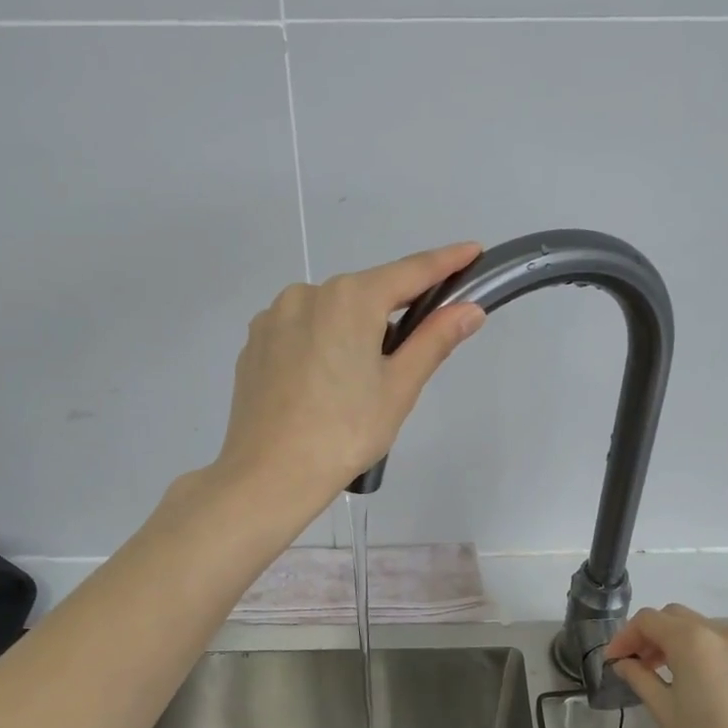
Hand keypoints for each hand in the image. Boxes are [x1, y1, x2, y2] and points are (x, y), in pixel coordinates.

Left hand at [213, 243, 485, 513]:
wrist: (268, 476)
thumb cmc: (345, 433)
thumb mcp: (399, 388)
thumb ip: (434, 340)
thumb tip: (469, 309)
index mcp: (350, 299)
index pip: (410, 272)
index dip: (446, 262)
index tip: (473, 251)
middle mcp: (307, 293)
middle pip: (366, 294)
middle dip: (393, 313)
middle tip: (407, 358)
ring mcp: (273, 317)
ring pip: (330, 313)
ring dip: (352, 330)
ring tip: (355, 385)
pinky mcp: (254, 342)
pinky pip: (300, 330)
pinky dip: (320, 344)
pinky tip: (320, 385)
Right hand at [604, 605, 727, 727]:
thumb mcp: (665, 712)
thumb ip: (640, 678)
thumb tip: (624, 663)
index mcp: (692, 640)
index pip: (647, 620)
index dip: (625, 636)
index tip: (614, 661)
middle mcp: (722, 632)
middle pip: (676, 617)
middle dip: (652, 635)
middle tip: (639, 664)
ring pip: (704, 629)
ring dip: (680, 642)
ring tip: (670, 674)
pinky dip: (708, 653)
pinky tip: (705, 684)